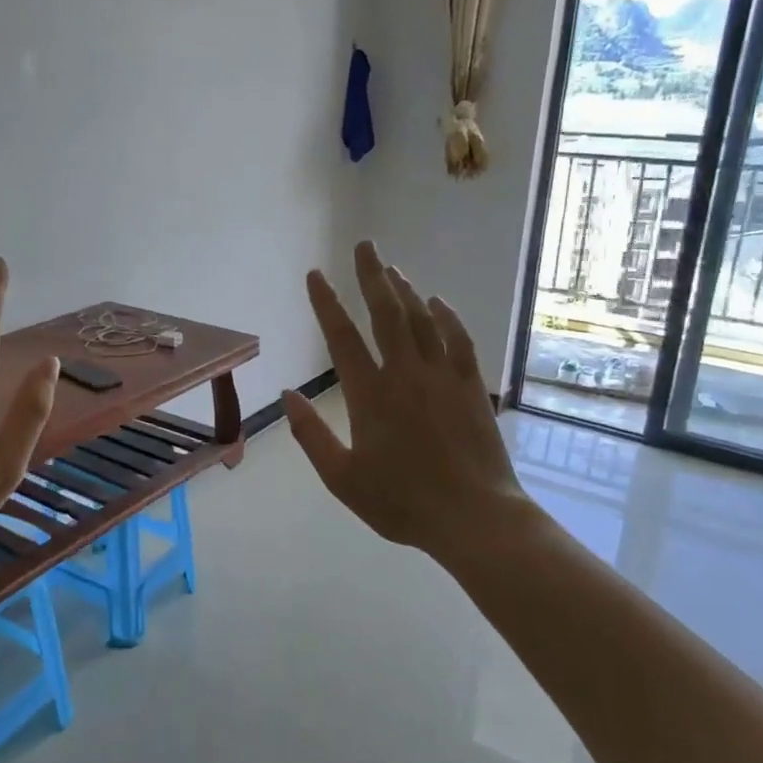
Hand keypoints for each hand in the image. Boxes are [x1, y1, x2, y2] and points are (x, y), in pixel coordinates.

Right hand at [282, 241, 534, 562]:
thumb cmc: (402, 502)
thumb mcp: (343, 478)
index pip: (342, 336)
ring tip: (391, 268)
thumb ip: (311, 435)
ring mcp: (442, 376)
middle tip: (363, 245)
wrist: (475, 518)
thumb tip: (288, 396)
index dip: (327, 302)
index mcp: (370, 395)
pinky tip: (438, 302)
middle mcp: (405, 374)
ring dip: (405, 290)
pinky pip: (458, 339)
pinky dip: (446, 316)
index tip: (316, 274)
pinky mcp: (471, 386)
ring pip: (422, 319)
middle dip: (372, 275)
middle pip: (386, 313)